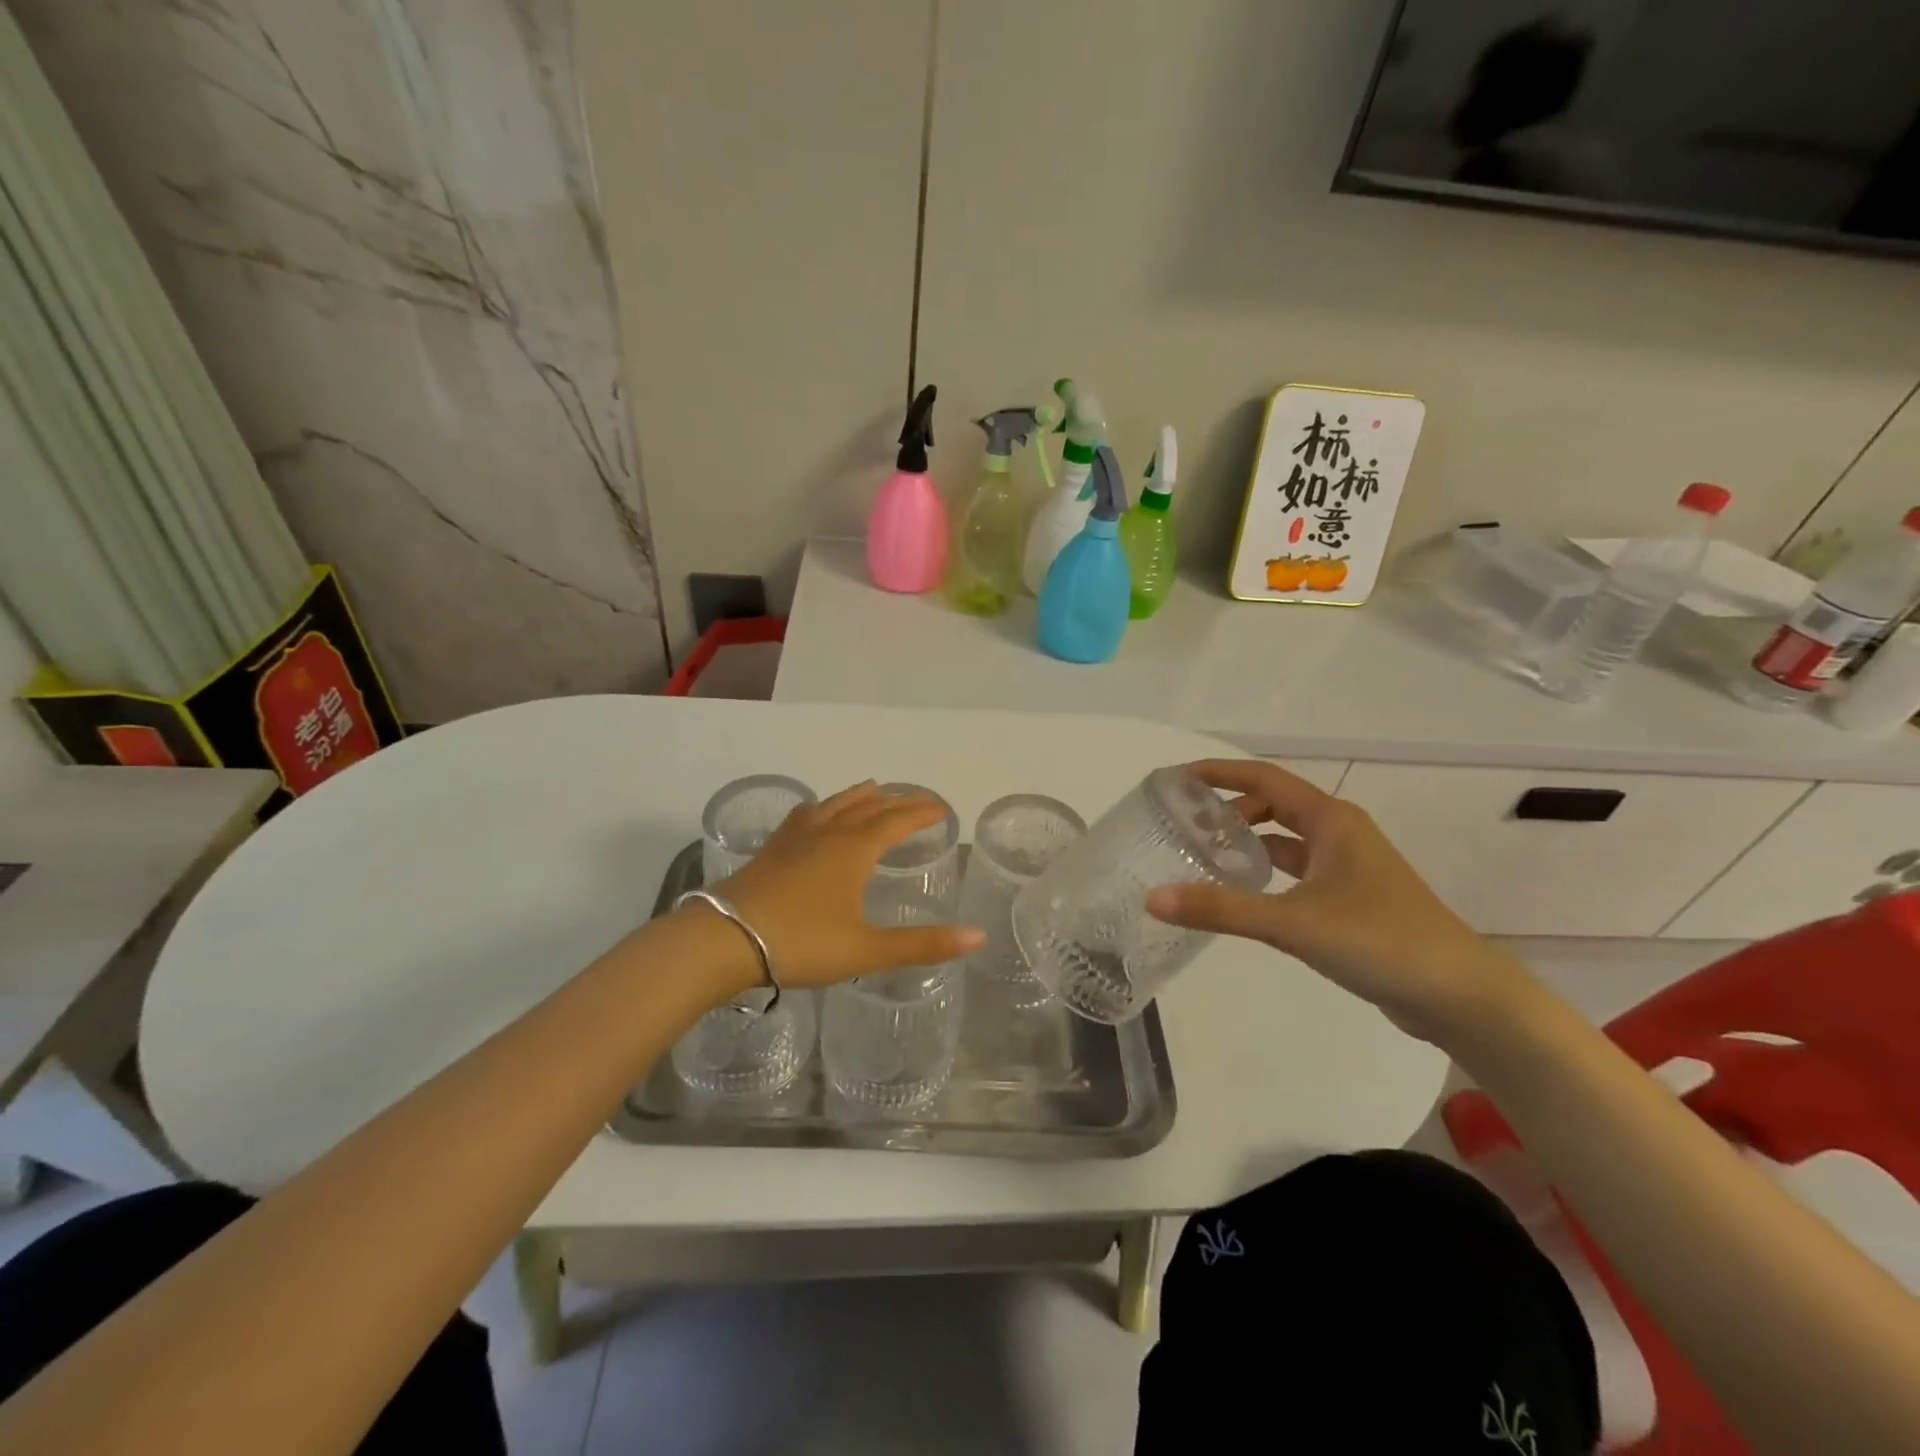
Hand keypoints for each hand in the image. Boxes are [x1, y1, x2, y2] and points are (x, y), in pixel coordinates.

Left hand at [705, 781, 984, 990]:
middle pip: (871, 807)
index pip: (898, 820)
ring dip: (862, 796)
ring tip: (875, 790)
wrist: (725, 939)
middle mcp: (829, 832)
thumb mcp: (867, 949)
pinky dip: (823, 807)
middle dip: (899, 802)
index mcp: (855, 849)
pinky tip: (817, 812)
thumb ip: (922, 944)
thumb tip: (978, 937)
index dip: (922, 812)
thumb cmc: (801, 943)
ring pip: (836, 804)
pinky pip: (805, 814)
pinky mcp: (772, 848)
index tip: (942, 809)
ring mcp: (796, 837)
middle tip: (919, 801)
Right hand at [1144, 759, 1536, 1045]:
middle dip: (1231, 808)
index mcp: (1331, 821)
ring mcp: (1350, 868)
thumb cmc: (1379, 941)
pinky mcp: (1353, 900)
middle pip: (1275, 805)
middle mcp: (1341, 834)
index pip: (1265, 778)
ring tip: (1205, 853)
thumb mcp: (1292, 923)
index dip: (1222, 772)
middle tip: (1187, 823)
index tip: (1180, 776)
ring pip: (1287, 839)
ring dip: (1249, 840)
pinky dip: (1267, 871)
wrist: (1461, 996)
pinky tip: (1246, 892)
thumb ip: (1221, 909)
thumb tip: (1152, 898)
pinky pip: (1298, 870)